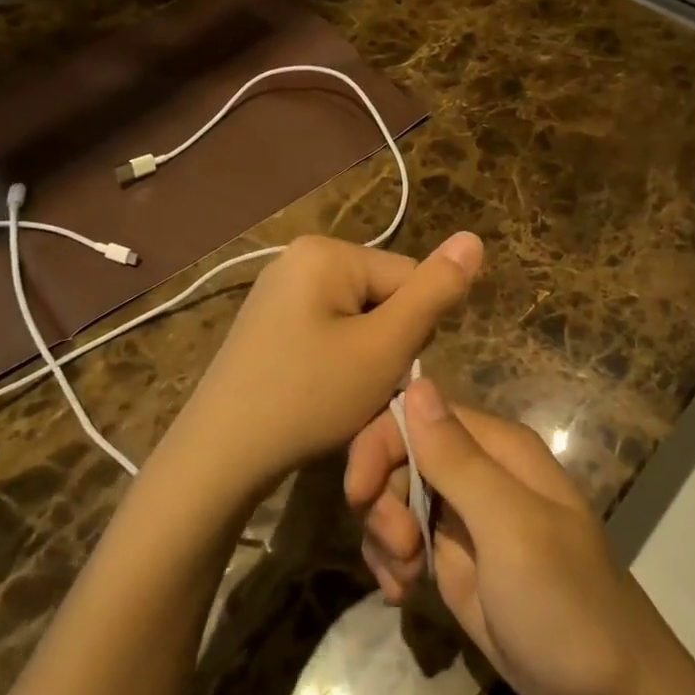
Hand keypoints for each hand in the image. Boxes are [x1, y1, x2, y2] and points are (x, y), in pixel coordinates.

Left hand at [166, 233, 482, 496]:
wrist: (220, 456)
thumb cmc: (308, 397)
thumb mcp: (384, 348)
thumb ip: (434, 292)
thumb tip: (474, 238)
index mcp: (326, 251)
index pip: (409, 277)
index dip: (413, 331)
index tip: (387, 372)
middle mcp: (299, 258)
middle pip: (382, 296)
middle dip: (386, 345)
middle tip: (361, 388)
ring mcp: (278, 291)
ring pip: (358, 320)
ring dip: (365, 359)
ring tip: (341, 397)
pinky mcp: (269, 324)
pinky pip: (327, 333)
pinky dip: (336, 364)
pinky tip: (319, 394)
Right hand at [345, 379, 661, 694]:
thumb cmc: (564, 602)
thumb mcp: (510, 527)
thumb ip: (458, 459)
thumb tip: (415, 383)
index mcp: (496, 448)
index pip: (417, 414)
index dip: (379, 445)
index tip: (359, 495)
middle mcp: (477, 471)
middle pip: (399, 455)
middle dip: (382, 500)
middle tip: (399, 549)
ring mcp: (464, 516)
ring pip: (394, 498)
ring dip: (383, 536)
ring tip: (403, 580)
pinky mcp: (453, 558)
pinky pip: (402, 540)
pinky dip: (390, 562)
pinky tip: (400, 593)